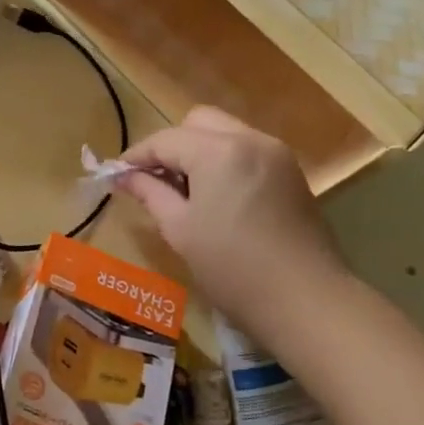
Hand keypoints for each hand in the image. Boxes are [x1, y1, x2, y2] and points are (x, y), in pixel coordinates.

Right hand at [117, 107, 352, 340]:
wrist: (308, 302)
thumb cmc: (233, 269)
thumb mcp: (180, 230)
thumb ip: (150, 193)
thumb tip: (123, 176)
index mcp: (218, 151)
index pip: (165, 139)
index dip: (136, 155)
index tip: (115, 175)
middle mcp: (249, 139)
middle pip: (198, 122)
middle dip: (172, 145)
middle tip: (155, 180)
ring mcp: (275, 153)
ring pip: (225, 132)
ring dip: (199, 151)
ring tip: (185, 190)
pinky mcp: (291, 172)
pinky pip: (247, 150)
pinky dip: (225, 161)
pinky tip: (217, 196)